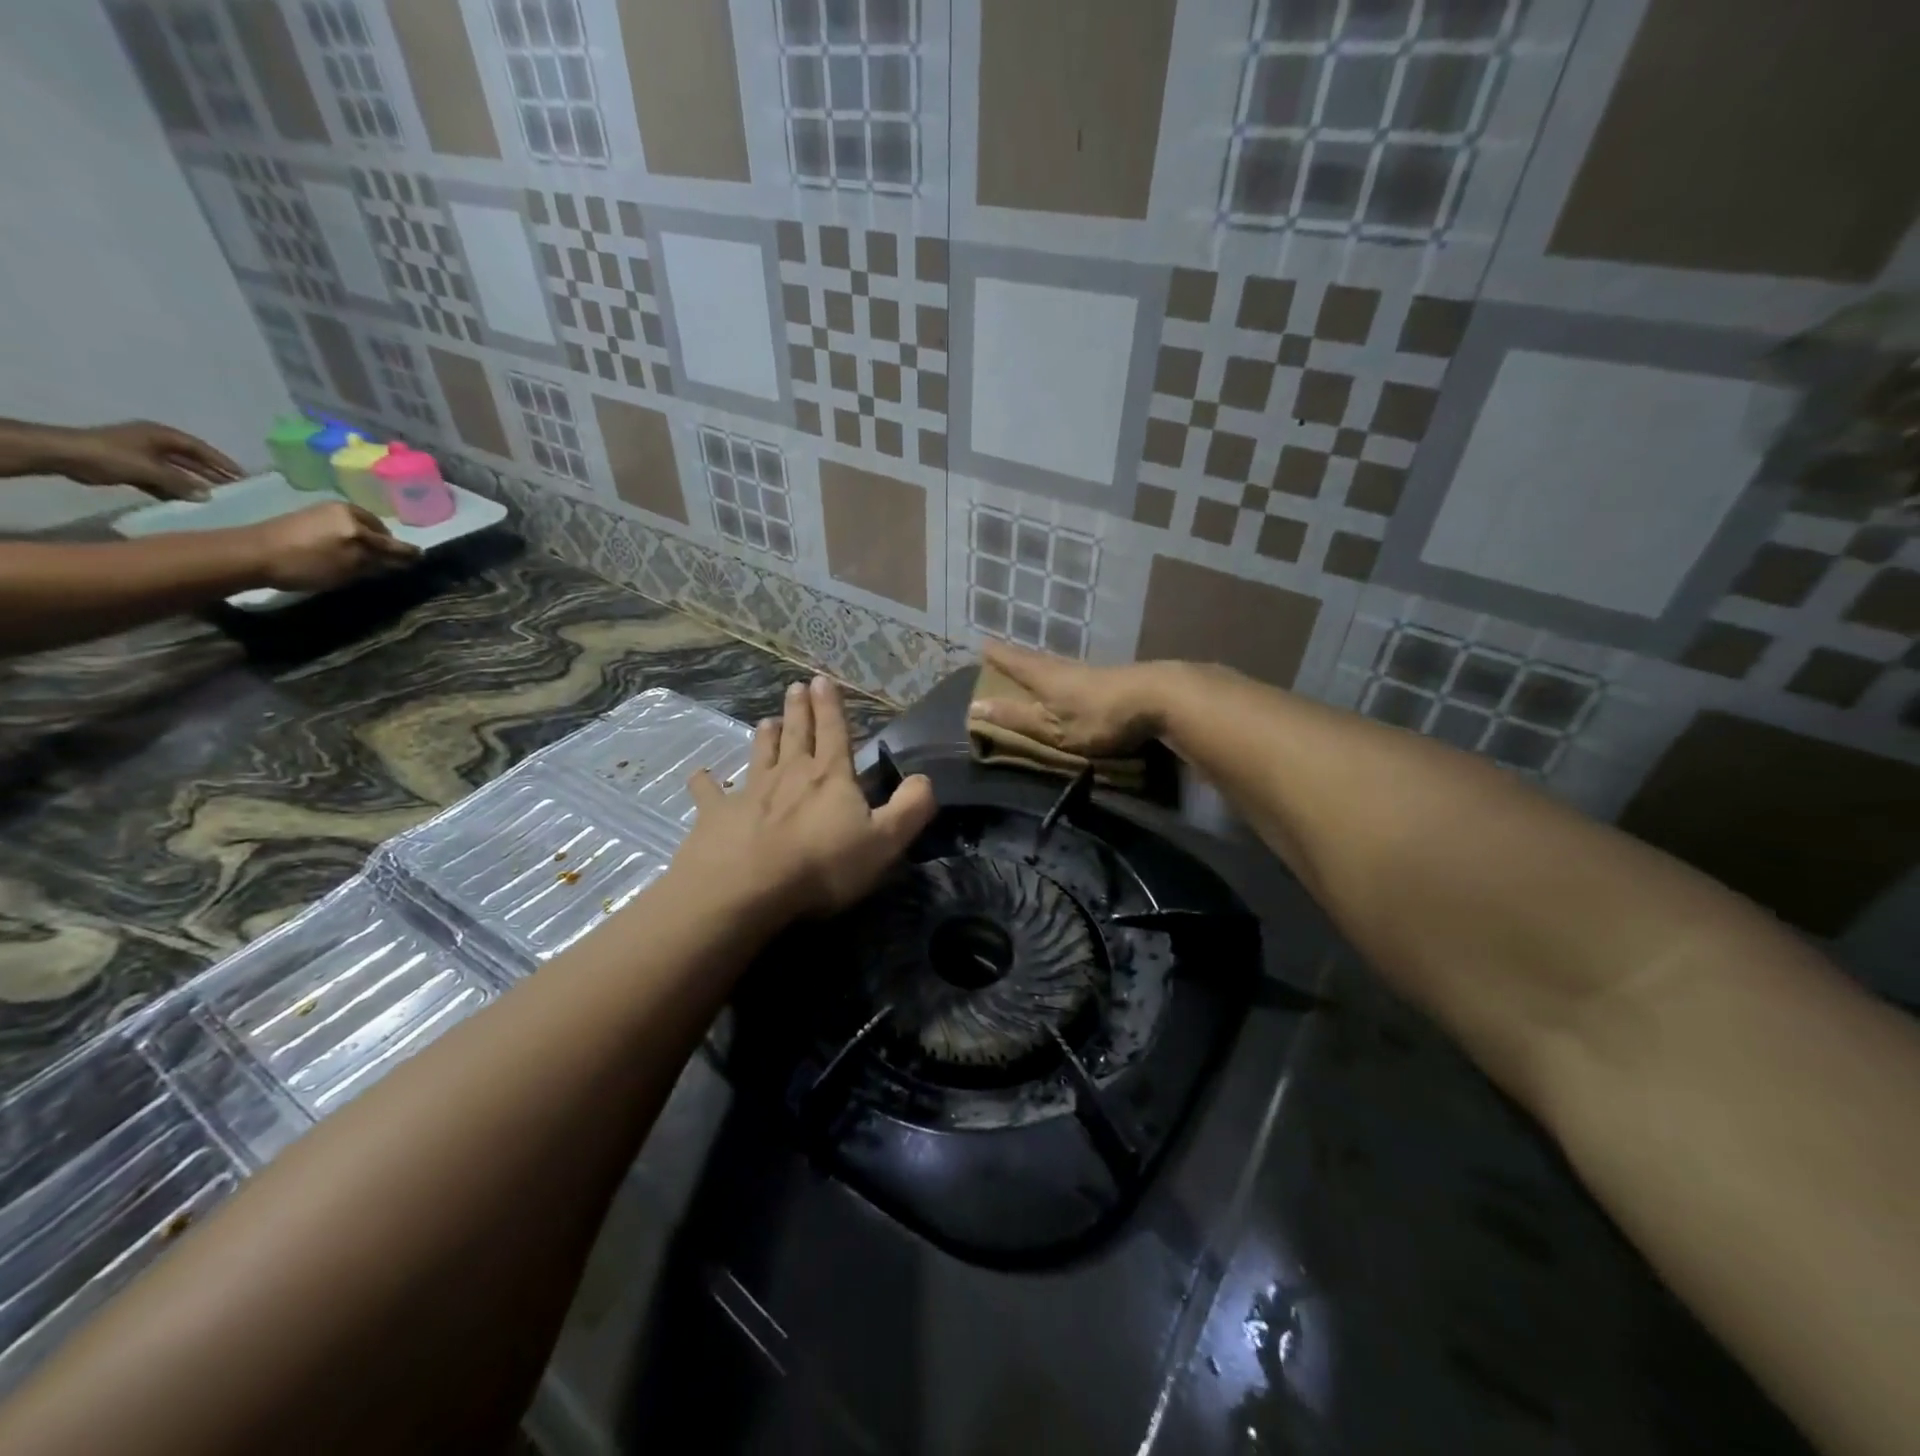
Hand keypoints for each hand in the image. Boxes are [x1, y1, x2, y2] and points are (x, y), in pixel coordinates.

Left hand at [55, 420, 242, 500]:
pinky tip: (188, 502)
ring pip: (177, 471)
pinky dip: (175, 489)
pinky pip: (162, 479)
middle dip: (212, 473)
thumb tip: (209, 496)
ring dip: (195, 483)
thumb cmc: (109, 456)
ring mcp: (142, 455)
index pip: (200, 449)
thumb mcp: (150, 469)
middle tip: (237, 489)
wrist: (63, 456)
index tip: (244, 477)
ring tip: (217, 498)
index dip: (222, 462)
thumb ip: (180, 483)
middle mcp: (155, 443)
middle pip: (191, 459)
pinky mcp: (132, 468)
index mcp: (161, 435)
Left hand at [241, 502, 420, 591]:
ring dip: (367, 539)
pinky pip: (342, 524)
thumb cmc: (306, 563)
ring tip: (367, 555)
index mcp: (358, 522)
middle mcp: (345, 510)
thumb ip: (378, 562)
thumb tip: (400, 560)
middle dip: (385, 543)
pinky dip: (350, 535)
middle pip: (377, 530)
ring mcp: (324, 510)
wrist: (250, 553)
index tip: (420, 560)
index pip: (392, 541)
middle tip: (389, 560)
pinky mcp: (308, 514)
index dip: (407, 553)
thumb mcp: (348, 568)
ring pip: (359, 526)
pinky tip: (345, 547)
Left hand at [674, 676, 935, 922]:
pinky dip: (705, 782)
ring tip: (767, 721)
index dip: (830, 706)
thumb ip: (910, 808)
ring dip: (765, 737)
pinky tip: (699, 774)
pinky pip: (709, 793)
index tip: (822, 679)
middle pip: (796, 735)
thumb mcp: (884, 841)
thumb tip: (924, 779)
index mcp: (830, 777)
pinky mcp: (716, 815)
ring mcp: (750, 792)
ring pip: (760, 755)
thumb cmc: (822, 865)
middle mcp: (790, 774)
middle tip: (796, 686)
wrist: (747, 888)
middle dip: (799, 710)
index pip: (834, 733)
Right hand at [968, 641, 1165, 756]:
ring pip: (1054, 662)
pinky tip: (1066, 677)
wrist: (1156, 699)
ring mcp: (1088, 670)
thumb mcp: (1051, 727)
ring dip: (1038, 663)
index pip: (1012, 661)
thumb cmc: (1096, 717)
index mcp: (1043, 676)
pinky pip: (1073, 671)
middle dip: (1015, 657)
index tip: (980, 645)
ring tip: (1028, 665)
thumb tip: (974, 708)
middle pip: (1033, 658)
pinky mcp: (1109, 677)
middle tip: (1000, 653)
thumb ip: (1015, 718)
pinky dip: (1060, 671)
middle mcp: (1062, 666)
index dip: (996, 655)